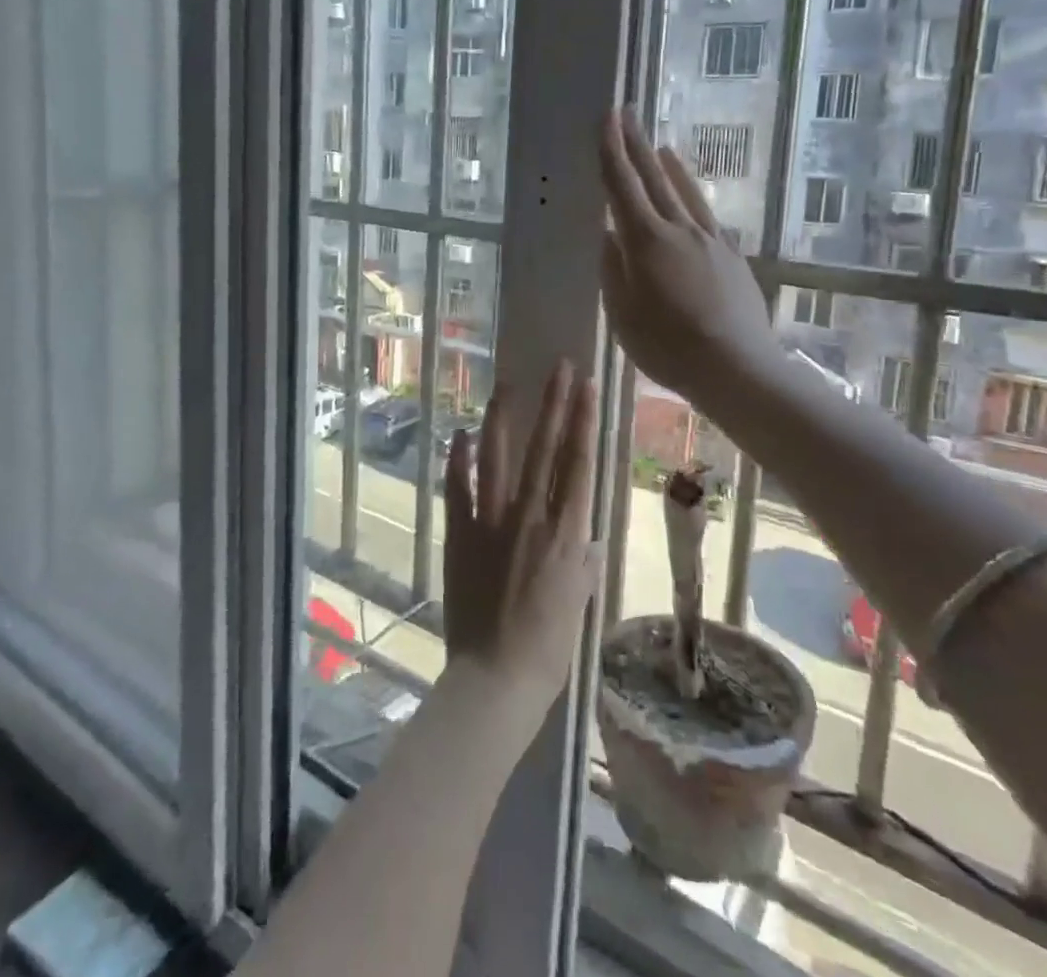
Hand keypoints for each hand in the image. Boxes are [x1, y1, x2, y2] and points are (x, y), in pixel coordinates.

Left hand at [442, 362, 603, 719]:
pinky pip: (459, 490)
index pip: (579, 464)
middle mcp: (531, 518)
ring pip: (499, 459)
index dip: (584, 421)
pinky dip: (459, 460)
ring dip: (504, 419)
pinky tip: (461, 434)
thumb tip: (586, 539)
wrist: (495, 679)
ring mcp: (492, 523)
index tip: (587, 386)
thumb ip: (582, 564)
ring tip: (508, 385)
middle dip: (554, 404)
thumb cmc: (548, 648)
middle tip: (560, 367)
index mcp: (567, 533)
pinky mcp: (461, 534)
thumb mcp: (578, 604)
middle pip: (545, 449)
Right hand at [599, 108, 779, 400]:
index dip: (612, 151)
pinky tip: (690, 197)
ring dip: (668, 167)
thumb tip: (609, 236)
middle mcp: (680, 230)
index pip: (623, 187)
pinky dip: (692, 196)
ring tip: (658, 147)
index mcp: (646, 241)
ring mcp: (710, 240)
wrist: (736, 366)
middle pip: (654, 179)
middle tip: (626, 114)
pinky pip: (705, 214)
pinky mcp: (731, 256)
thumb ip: (613, 270)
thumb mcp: (623, 314)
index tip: (607, 118)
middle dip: (636, 145)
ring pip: (685, 193)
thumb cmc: (668, 346)